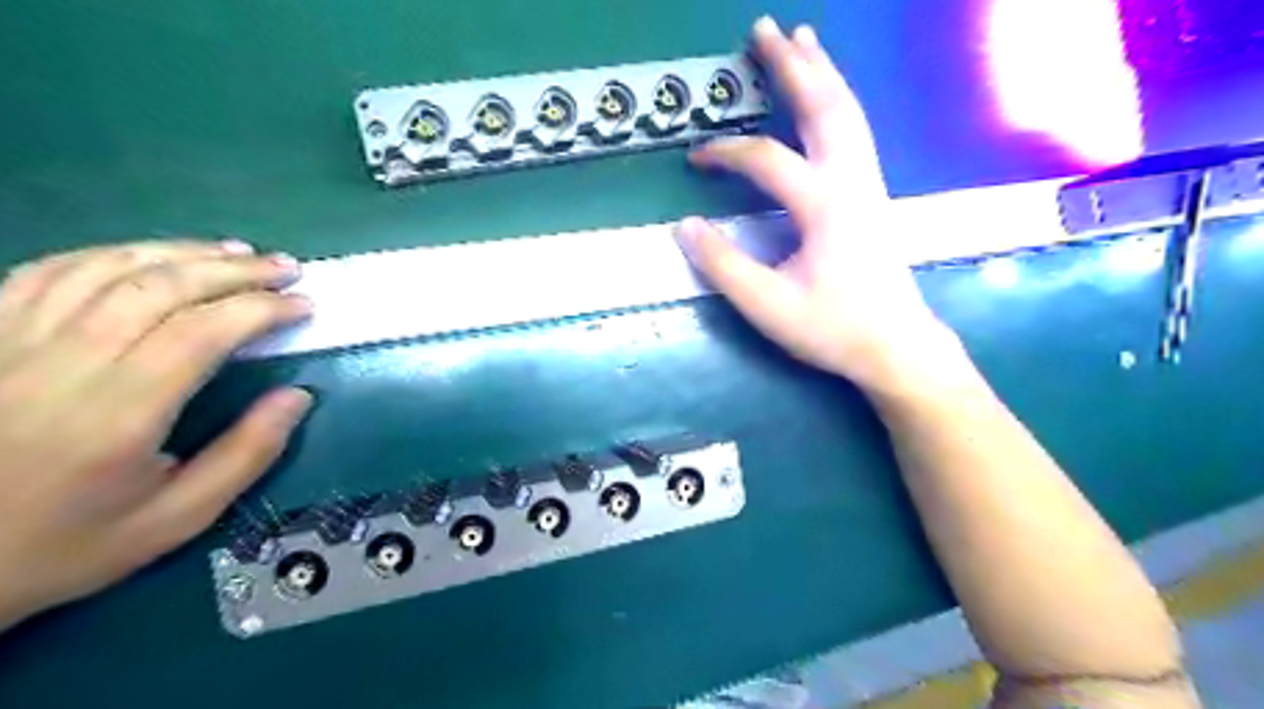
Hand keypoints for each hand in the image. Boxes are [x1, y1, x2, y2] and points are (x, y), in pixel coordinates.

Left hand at [1, 241, 313, 629]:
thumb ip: (246, 455)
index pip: (202, 332)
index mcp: (117, 415)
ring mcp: (8, 343)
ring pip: (106, 269)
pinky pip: (48, 271)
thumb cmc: (64, 544)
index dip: (262, 308)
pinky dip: (112, 255)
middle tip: (285, 268)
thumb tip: (298, 396)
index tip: (304, 305)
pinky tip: (151, 258)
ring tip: (235, 252)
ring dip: (182, 252)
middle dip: (236, 270)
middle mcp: (60, 365)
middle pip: (159, 288)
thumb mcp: (176, 519)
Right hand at [681, 16, 958, 392]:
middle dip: (792, 65)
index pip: (766, 159)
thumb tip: (685, 226)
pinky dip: (837, 101)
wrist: (896, 346)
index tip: (694, 159)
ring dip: (822, 73)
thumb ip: (723, 265)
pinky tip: (828, 98)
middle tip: (764, 28)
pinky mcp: (873, 194)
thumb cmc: (832, 329)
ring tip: (802, 39)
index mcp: (824, 205)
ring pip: (847, 112)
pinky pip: (855, 130)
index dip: (725, 153)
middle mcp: (851, 181)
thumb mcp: (768, 305)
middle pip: (823, 107)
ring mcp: (868, 184)